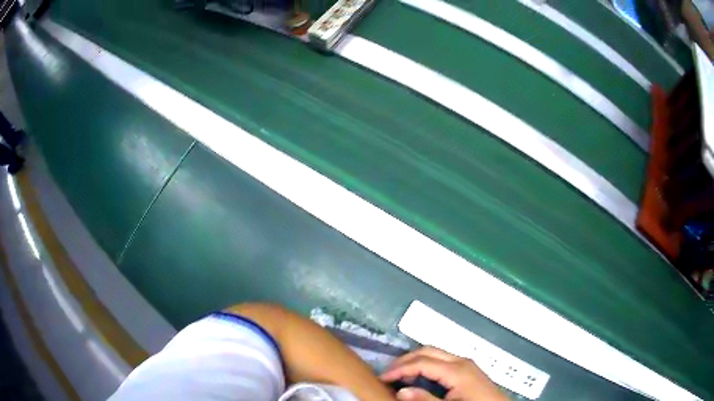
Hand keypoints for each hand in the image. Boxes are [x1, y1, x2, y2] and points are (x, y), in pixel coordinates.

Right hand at [380, 347, 506, 400]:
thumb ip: (426, 400)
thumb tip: (401, 391)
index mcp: (457, 370)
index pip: (422, 362)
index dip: (399, 369)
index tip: (382, 378)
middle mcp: (462, 361)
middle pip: (428, 350)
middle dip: (406, 360)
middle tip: (388, 373)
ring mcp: (467, 364)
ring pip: (436, 353)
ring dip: (416, 360)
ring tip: (400, 375)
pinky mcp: (469, 370)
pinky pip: (443, 360)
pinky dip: (427, 364)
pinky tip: (420, 376)